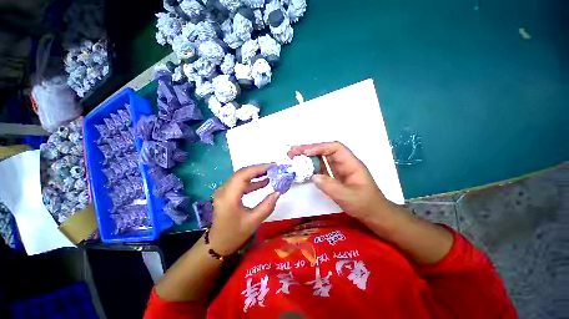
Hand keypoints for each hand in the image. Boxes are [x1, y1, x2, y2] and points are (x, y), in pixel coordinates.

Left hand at [209, 164, 279, 255]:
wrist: (218, 243)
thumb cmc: (235, 234)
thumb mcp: (254, 221)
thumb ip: (267, 205)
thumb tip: (278, 192)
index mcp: (228, 197)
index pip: (243, 175)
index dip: (258, 168)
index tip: (273, 166)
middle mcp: (224, 190)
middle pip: (242, 173)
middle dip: (259, 169)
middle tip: (274, 168)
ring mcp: (224, 190)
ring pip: (241, 176)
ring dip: (256, 174)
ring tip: (271, 173)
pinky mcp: (227, 193)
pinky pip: (240, 183)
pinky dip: (252, 181)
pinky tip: (263, 182)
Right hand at [288, 142, 390, 220]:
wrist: (374, 215)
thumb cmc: (366, 205)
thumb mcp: (348, 197)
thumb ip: (331, 186)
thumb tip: (313, 176)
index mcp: (351, 164)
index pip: (335, 148)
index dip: (320, 147)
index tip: (306, 152)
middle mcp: (344, 164)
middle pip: (326, 150)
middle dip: (309, 149)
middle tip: (293, 151)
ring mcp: (339, 170)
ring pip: (322, 158)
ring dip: (308, 156)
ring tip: (294, 156)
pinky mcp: (334, 177)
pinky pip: (322, 167)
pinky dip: (311, 166)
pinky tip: (303, 167)